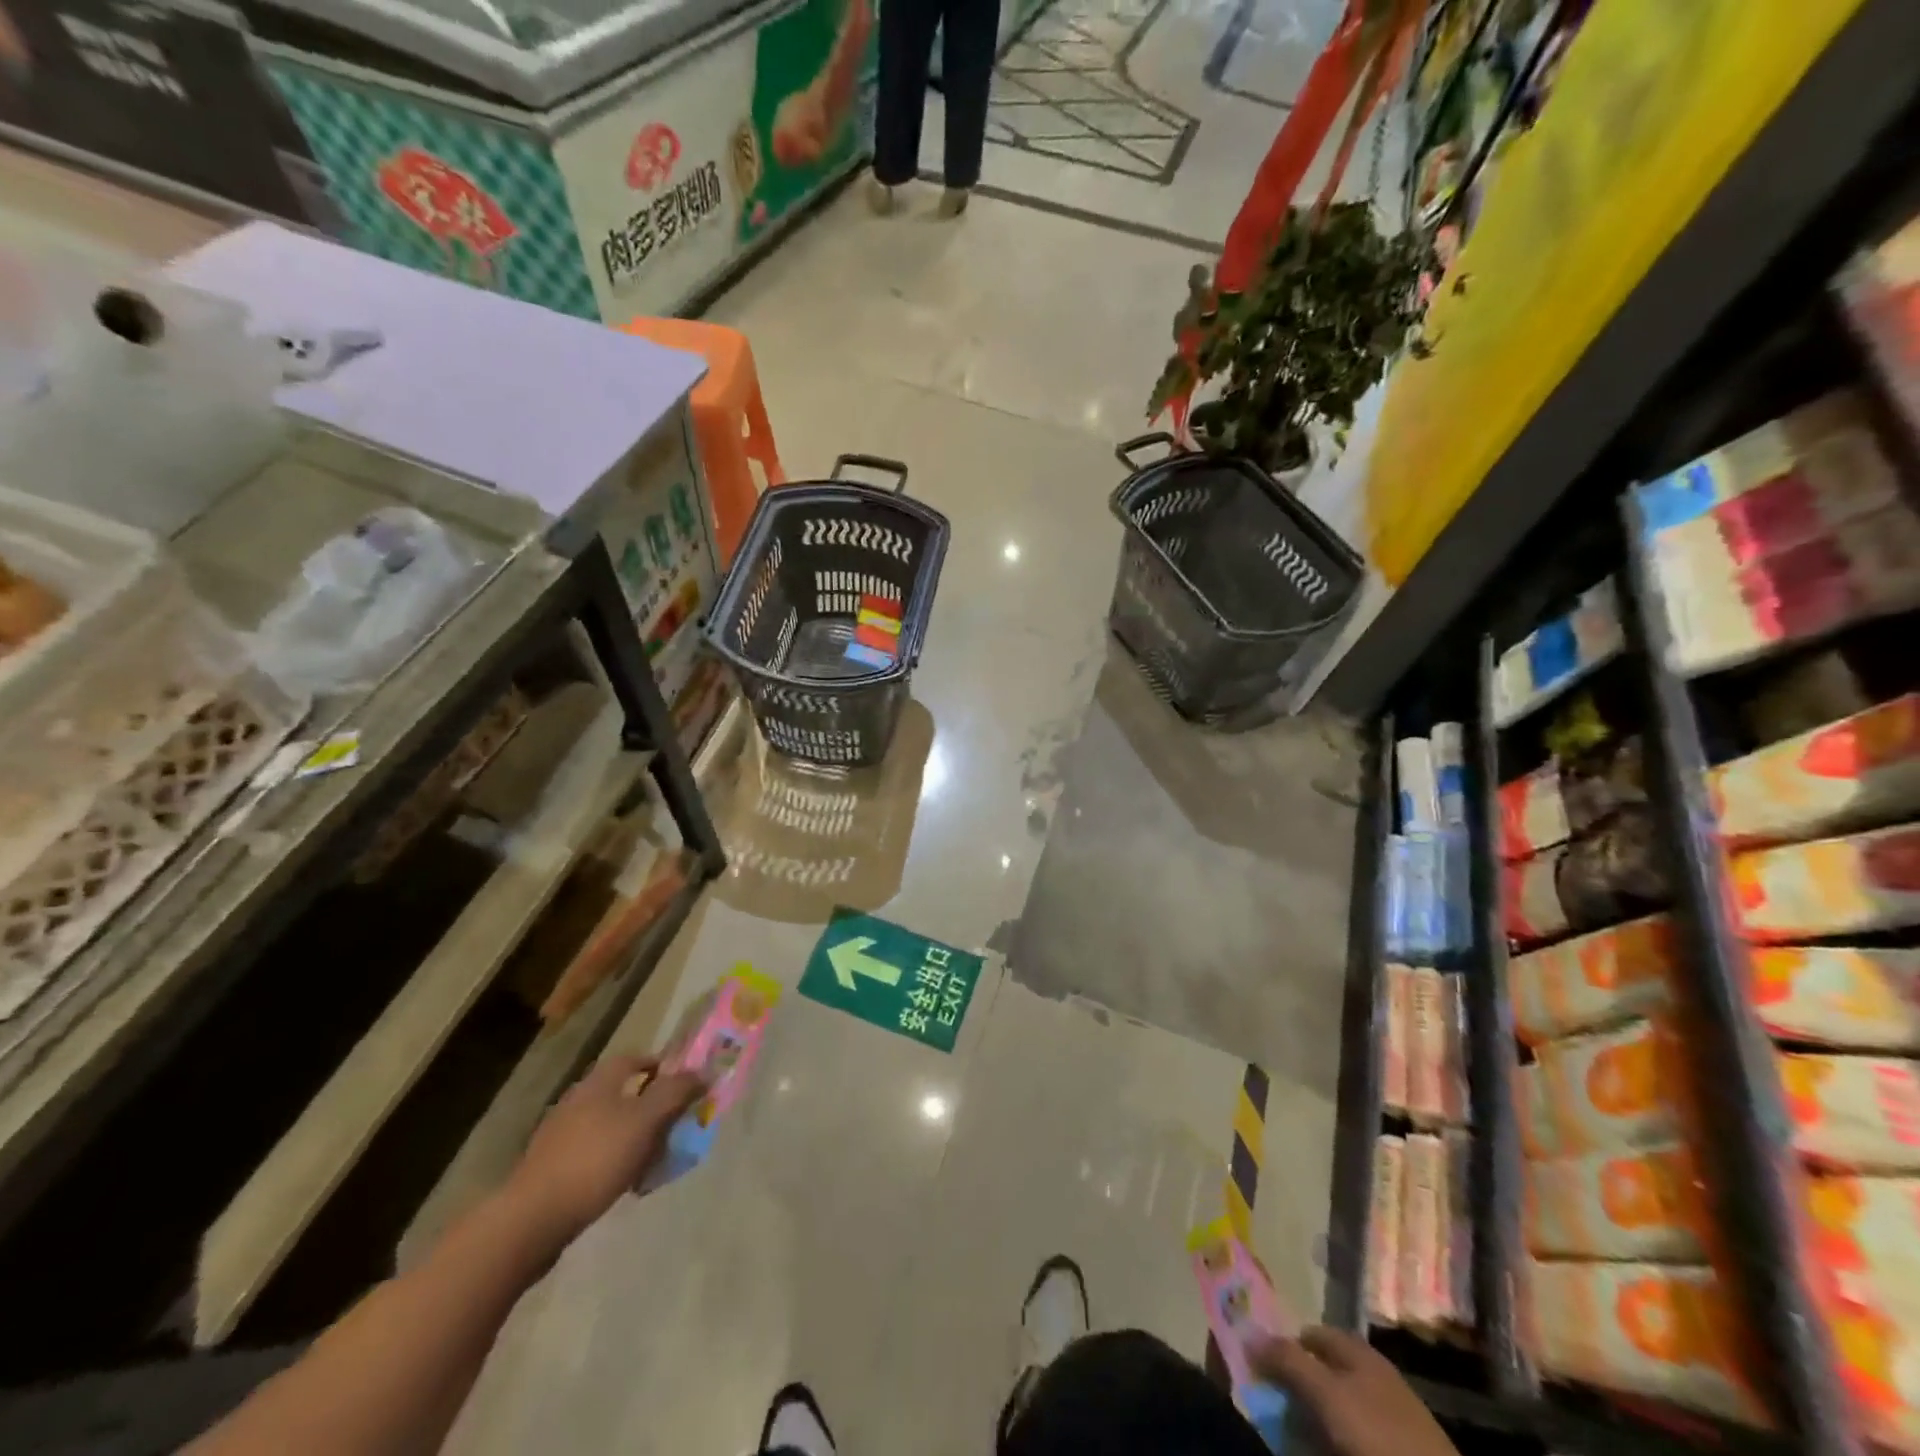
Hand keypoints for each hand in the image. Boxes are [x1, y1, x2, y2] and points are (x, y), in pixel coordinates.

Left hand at [503, 1055, 705, 1253]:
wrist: (532, 1219)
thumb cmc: (596, 1159)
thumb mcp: (646, 1121)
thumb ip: (676, 1093)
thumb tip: (703, 1071)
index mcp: (599, 1082)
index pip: (634, 1058)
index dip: (660, 1066)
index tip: (683, 1084)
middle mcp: (577, 1100)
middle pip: (622, 1093)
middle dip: (650, 1106)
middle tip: (673, 1125)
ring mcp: (560, 1135)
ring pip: (609, 1124)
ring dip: (633, 1136)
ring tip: (653, 1159)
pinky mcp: (550, 1167)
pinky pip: (593, 1152)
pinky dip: (613, 1159)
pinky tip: (623, 1182)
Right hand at [1251, 1327, 1457, 1455]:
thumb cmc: (1380, 1437)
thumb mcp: (1327, 1394)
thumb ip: (1288, 1360)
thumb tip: (1248, 1333)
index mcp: (1358, 1352)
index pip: (1310, 1334)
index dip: (1284, 1345)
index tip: (1260, 1368)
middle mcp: (1373, 1376)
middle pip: (1323, 1372)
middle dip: (1297, 1385)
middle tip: (1272, 1406)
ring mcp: (1389, 1417)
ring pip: (1338, 1408)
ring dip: (1314, 1419)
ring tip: (1295, 1437)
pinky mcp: (1397, 1452)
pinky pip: (1354, 1437)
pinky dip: (1334, 1442)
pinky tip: (1326, 1451)